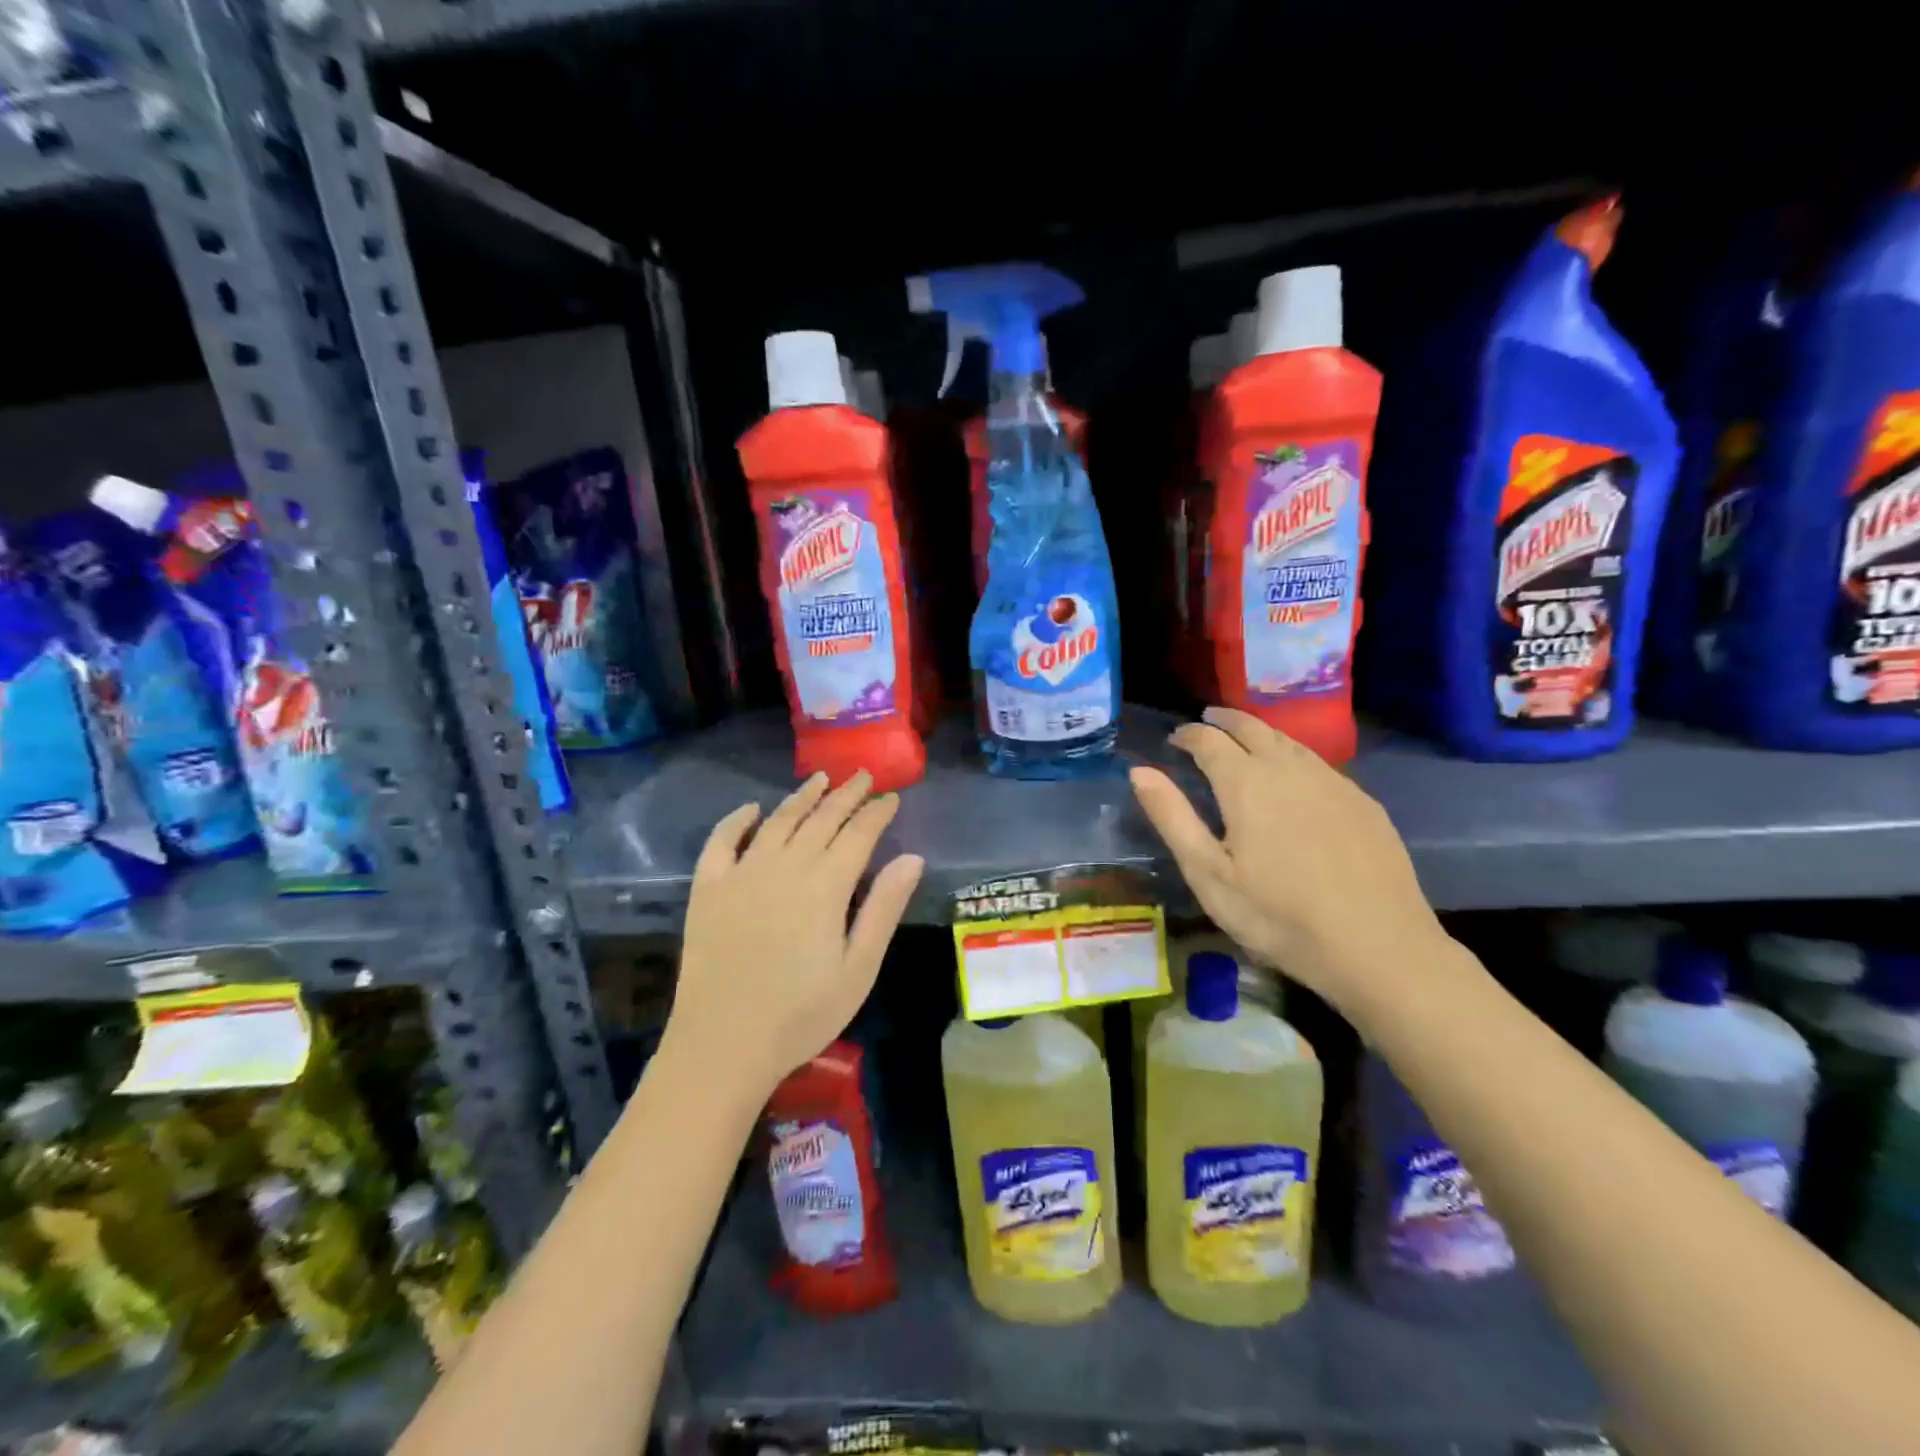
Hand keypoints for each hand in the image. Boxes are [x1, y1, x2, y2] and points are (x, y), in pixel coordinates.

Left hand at [666, 771, 924, 1100]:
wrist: (723, 1045)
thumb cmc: (801, 1014)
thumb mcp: (859, 969)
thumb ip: (883, 908)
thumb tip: (912, 858)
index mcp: (825, 885)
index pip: (858, 834)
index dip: (877, 812)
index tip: (892, 797)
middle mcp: (784, 866)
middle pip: (821, 818)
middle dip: (846, 794)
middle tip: (864, 776)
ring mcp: (741, 873)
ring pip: (777, 821)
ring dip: (801, 797)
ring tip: (821, 779)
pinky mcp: (708, 889)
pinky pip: (722, 841)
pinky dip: (737, 820)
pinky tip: (751, 809)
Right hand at [1129, 707, 1445, 1015]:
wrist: (1378, 947)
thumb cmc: (1277, 916)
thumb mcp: (1208, 874)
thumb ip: (1172, 817)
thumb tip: (1139, 770)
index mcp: (1246, 782)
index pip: (1209, 740)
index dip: (1188, 735)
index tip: (1174, 740)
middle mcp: (1289, 768)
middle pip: (1252, 727)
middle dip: (1225, 720)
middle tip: (1207, 721)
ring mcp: (1332, 782)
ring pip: (1289, 740)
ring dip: (1260, 733)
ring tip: (1245, 739)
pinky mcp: (1363, 802)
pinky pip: (1318, 763)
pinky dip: (1293, 756)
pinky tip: (1293, 777)